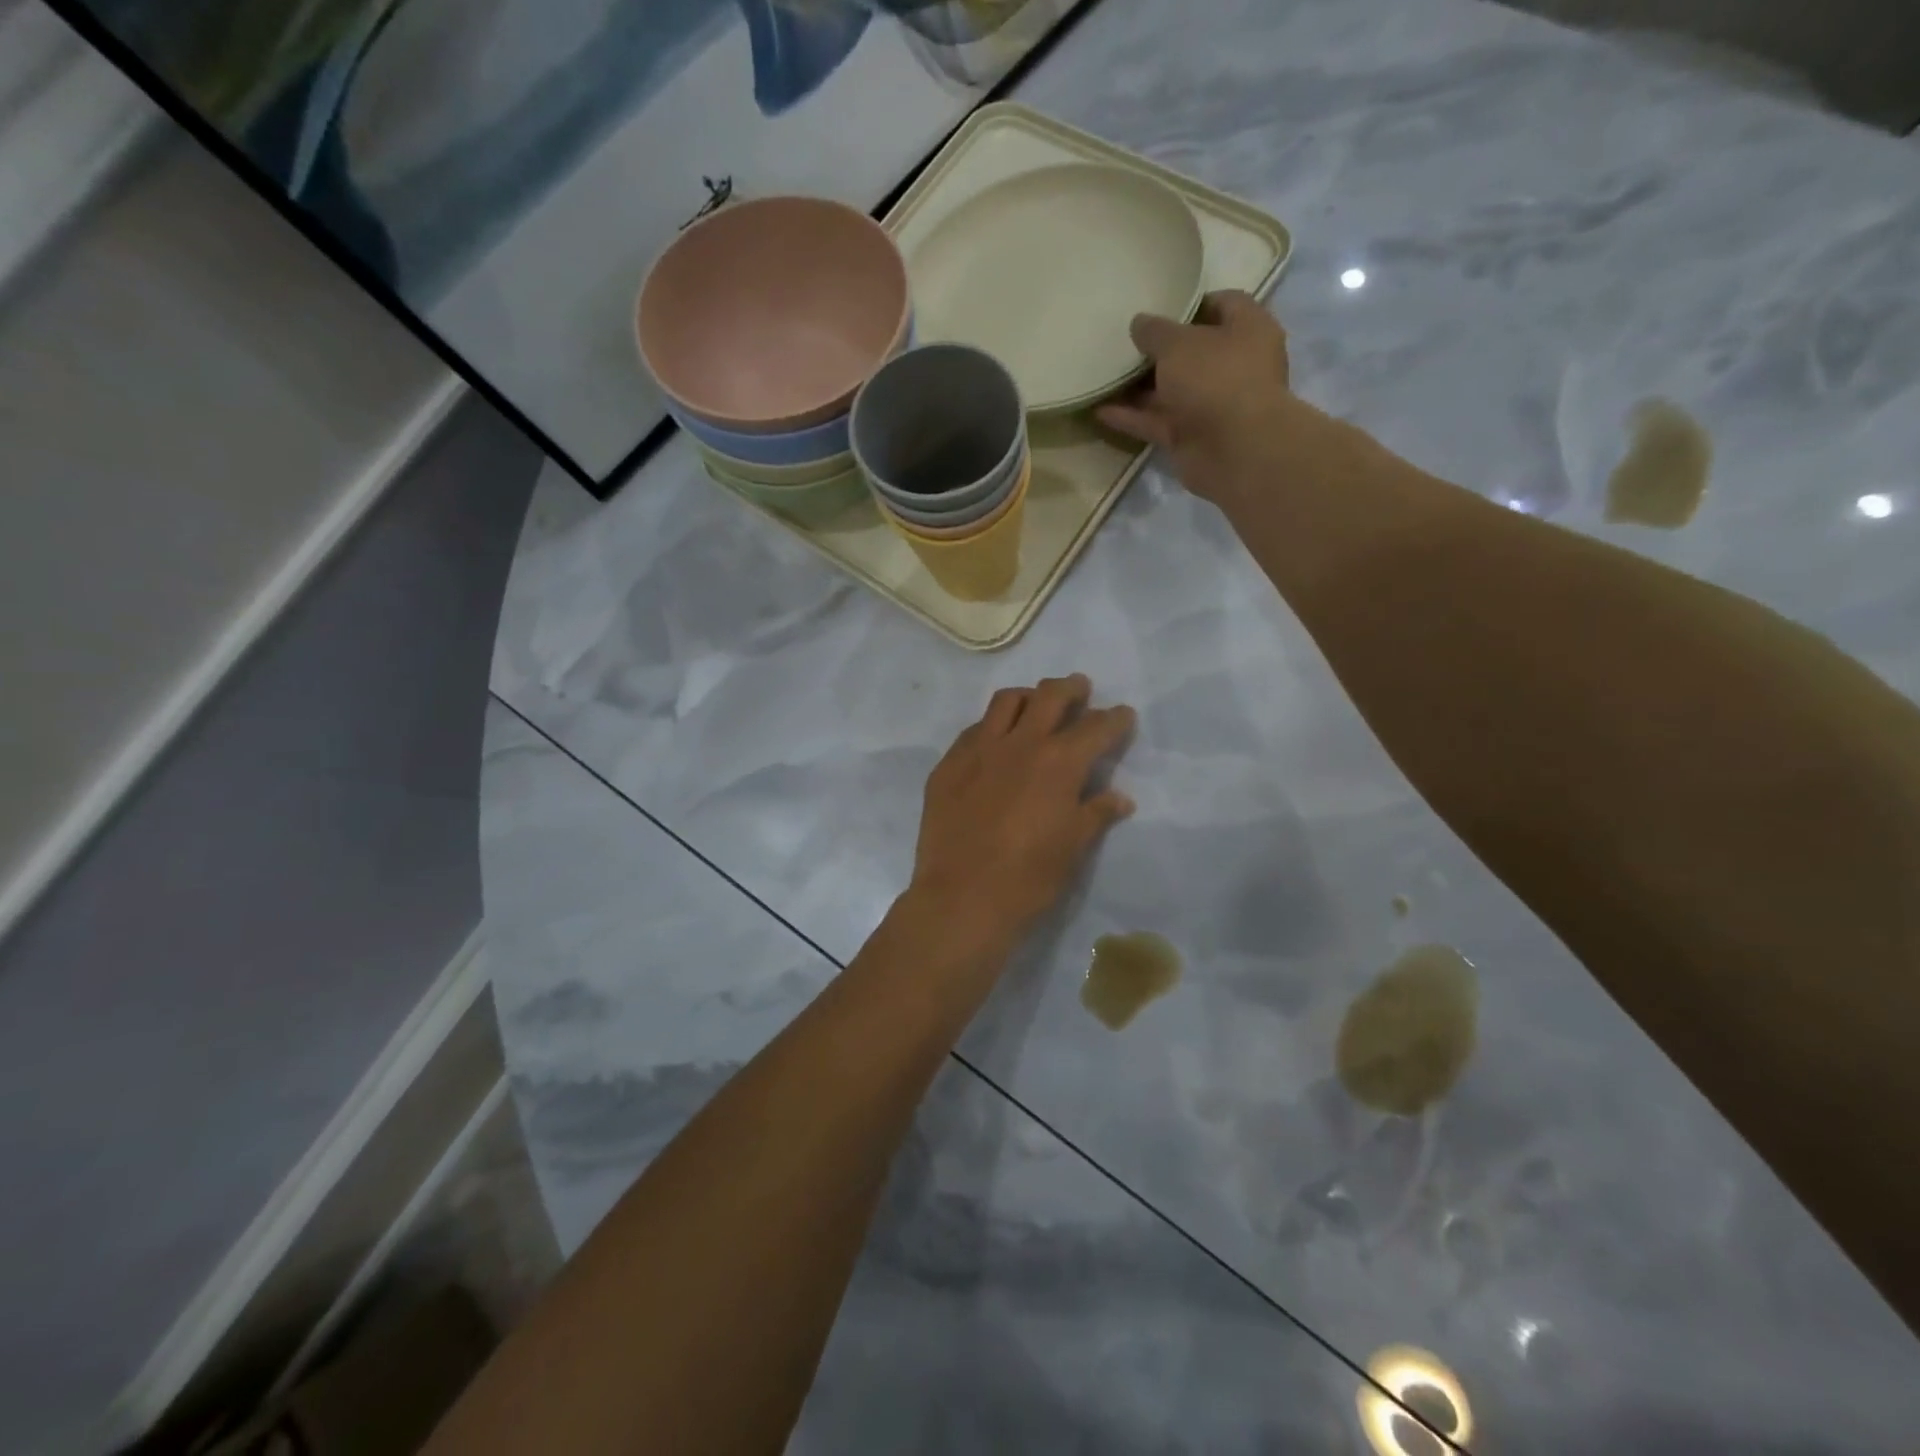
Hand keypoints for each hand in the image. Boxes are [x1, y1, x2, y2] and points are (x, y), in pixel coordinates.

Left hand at [906, 675, 1135, 952]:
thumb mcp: (1073, 847)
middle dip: (1070, 688)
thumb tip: (1120, 797)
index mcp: (1059, 762)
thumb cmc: (1029, 878)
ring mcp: (978, 750)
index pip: (1096, 727)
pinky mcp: (948, 765)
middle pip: (1050, 696)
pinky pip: (973, 730)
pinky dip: (991, 726)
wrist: (962, 898)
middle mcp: (1020, 744)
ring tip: (1035, 704)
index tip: (1123, 715)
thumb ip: (1096, 813)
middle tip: (1079, 689)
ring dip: (1028, 696)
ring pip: (1006, 702)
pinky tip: (994, 741)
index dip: (1115, 719)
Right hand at [1098, 290, 1316, 505]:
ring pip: (1172, 390)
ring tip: (1105, 374)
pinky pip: (1157, 421)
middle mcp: (1233, 365)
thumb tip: (1139, 323)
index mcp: (1247, 329)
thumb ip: (1155, 331)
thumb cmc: (1216, 378)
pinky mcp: (1191, 437)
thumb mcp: (1178, 343)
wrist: (1234, 450)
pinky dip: (1132, 417)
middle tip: (1124, 341)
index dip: (1191, 303)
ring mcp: (1212, 404)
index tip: (1158, 305)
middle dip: (1159, 349)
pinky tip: (1100, 409)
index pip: (1222, 304)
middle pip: (1193, 352)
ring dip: (1140, 386)